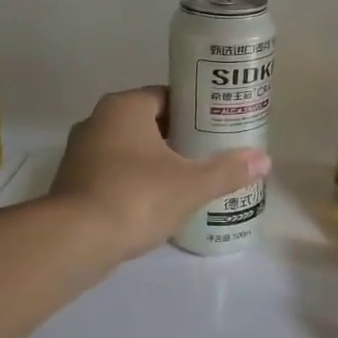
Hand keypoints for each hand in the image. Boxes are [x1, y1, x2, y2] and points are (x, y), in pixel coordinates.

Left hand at [50, 87, 270, 264]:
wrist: (74, 241)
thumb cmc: (136, 197)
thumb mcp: (190, 185)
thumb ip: (227, 171)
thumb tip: (265, 160)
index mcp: (125, 107)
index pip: (167, 96)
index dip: (194, 111)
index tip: (217, 127)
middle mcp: (98, 121)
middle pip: (148, 122)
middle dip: (178, 137)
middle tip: (209, 154)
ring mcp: (80, 152)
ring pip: (128, 149)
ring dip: (154, 161)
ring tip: (187, 180)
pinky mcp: (73, 182)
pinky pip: (113, 173)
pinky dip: (134, 181)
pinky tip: (156, 202)